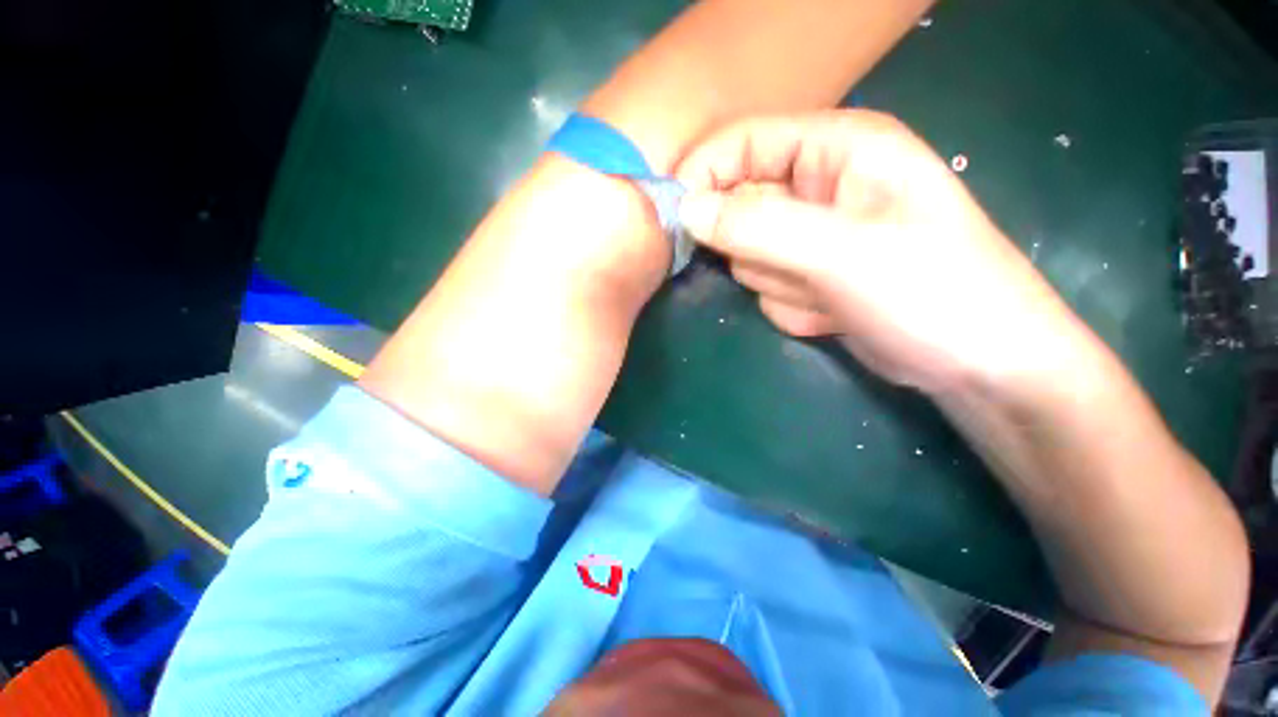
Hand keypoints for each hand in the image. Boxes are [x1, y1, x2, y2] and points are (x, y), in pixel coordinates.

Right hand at [676, 110, 1088, 395]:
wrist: (976, 365)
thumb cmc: (930, 294)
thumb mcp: (841, 254)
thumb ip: (758, 228)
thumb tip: (688, 212)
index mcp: (838, 148)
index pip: (742, 142)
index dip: (703, 175)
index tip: (676, 219)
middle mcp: (821, 185)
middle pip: (740, 207)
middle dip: (758, 249)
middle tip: (799, 270)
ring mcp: (814, 236)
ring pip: (750, 256)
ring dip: (780, 282)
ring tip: (828, 294)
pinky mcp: (811, 275)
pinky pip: (769, 287)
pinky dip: (792, 305)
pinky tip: (833, 313)